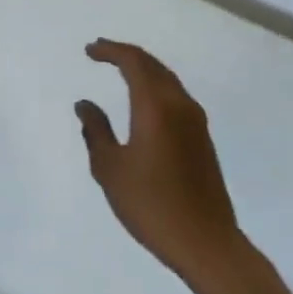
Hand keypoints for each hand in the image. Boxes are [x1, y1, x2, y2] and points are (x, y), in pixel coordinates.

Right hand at [76, 39, 244, 289]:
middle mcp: (179, 105)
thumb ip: (96, 131)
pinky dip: (155, 87)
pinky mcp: (203, 139)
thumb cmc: (151, 205)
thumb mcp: (110, 169)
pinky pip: (176, 97)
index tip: (89, 50)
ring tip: (119, 71)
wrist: (206, 243)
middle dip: (126, 55)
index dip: (110, 51)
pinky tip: (143, 102)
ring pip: (168, 80)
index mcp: (155, 106)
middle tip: (101, 52)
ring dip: (143, 70)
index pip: (133, 62)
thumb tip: (85, 104)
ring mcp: (196, 122)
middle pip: (153, 65)